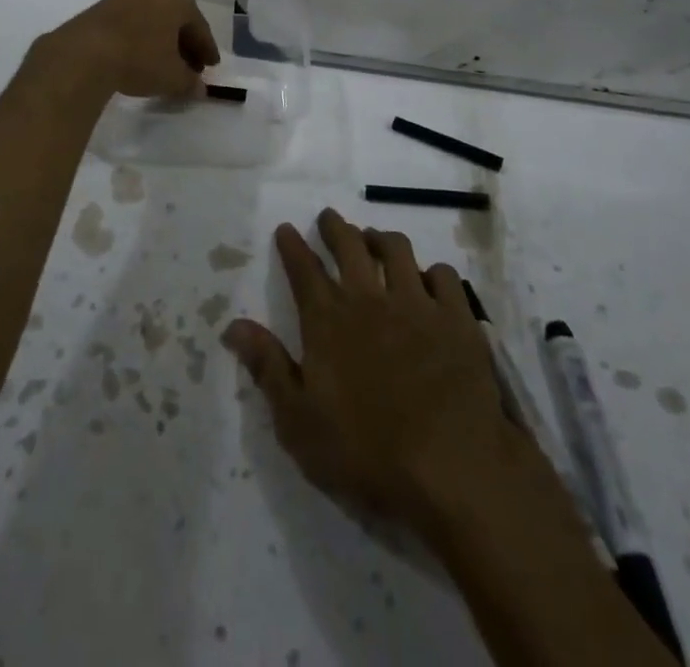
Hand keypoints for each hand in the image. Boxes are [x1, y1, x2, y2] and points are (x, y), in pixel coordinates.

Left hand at [39, 0, 220, 99]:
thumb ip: (190, 82)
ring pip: (152, 20)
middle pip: (175, 20)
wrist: (83, 55)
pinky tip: (138, 60)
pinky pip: (131, 24)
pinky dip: (140, 40)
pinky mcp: (100, 8)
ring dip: (160, 42)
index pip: (199, 27)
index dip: (206, 50)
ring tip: (163, 67)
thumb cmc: (139, 58)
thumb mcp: (173, 77)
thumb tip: (199, 88)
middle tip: (190, 69)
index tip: (210, 68)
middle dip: (184, 45)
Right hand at [223, 209, 560, 539]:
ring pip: (397, 250)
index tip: (286, 229)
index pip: (303, 269)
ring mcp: (417, 304)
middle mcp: (370, 299)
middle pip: (350, 246)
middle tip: (329, 218)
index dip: (292, 246)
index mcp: (328, 321)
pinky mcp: (457, 319)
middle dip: (335, 227)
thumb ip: (267, 367)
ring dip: (381, 239)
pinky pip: (444, 276)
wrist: (453, 470)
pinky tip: (429, 280)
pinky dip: (432, 272)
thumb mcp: (299, 422)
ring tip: (375, 240)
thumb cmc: (367, 453)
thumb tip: (233, 325)